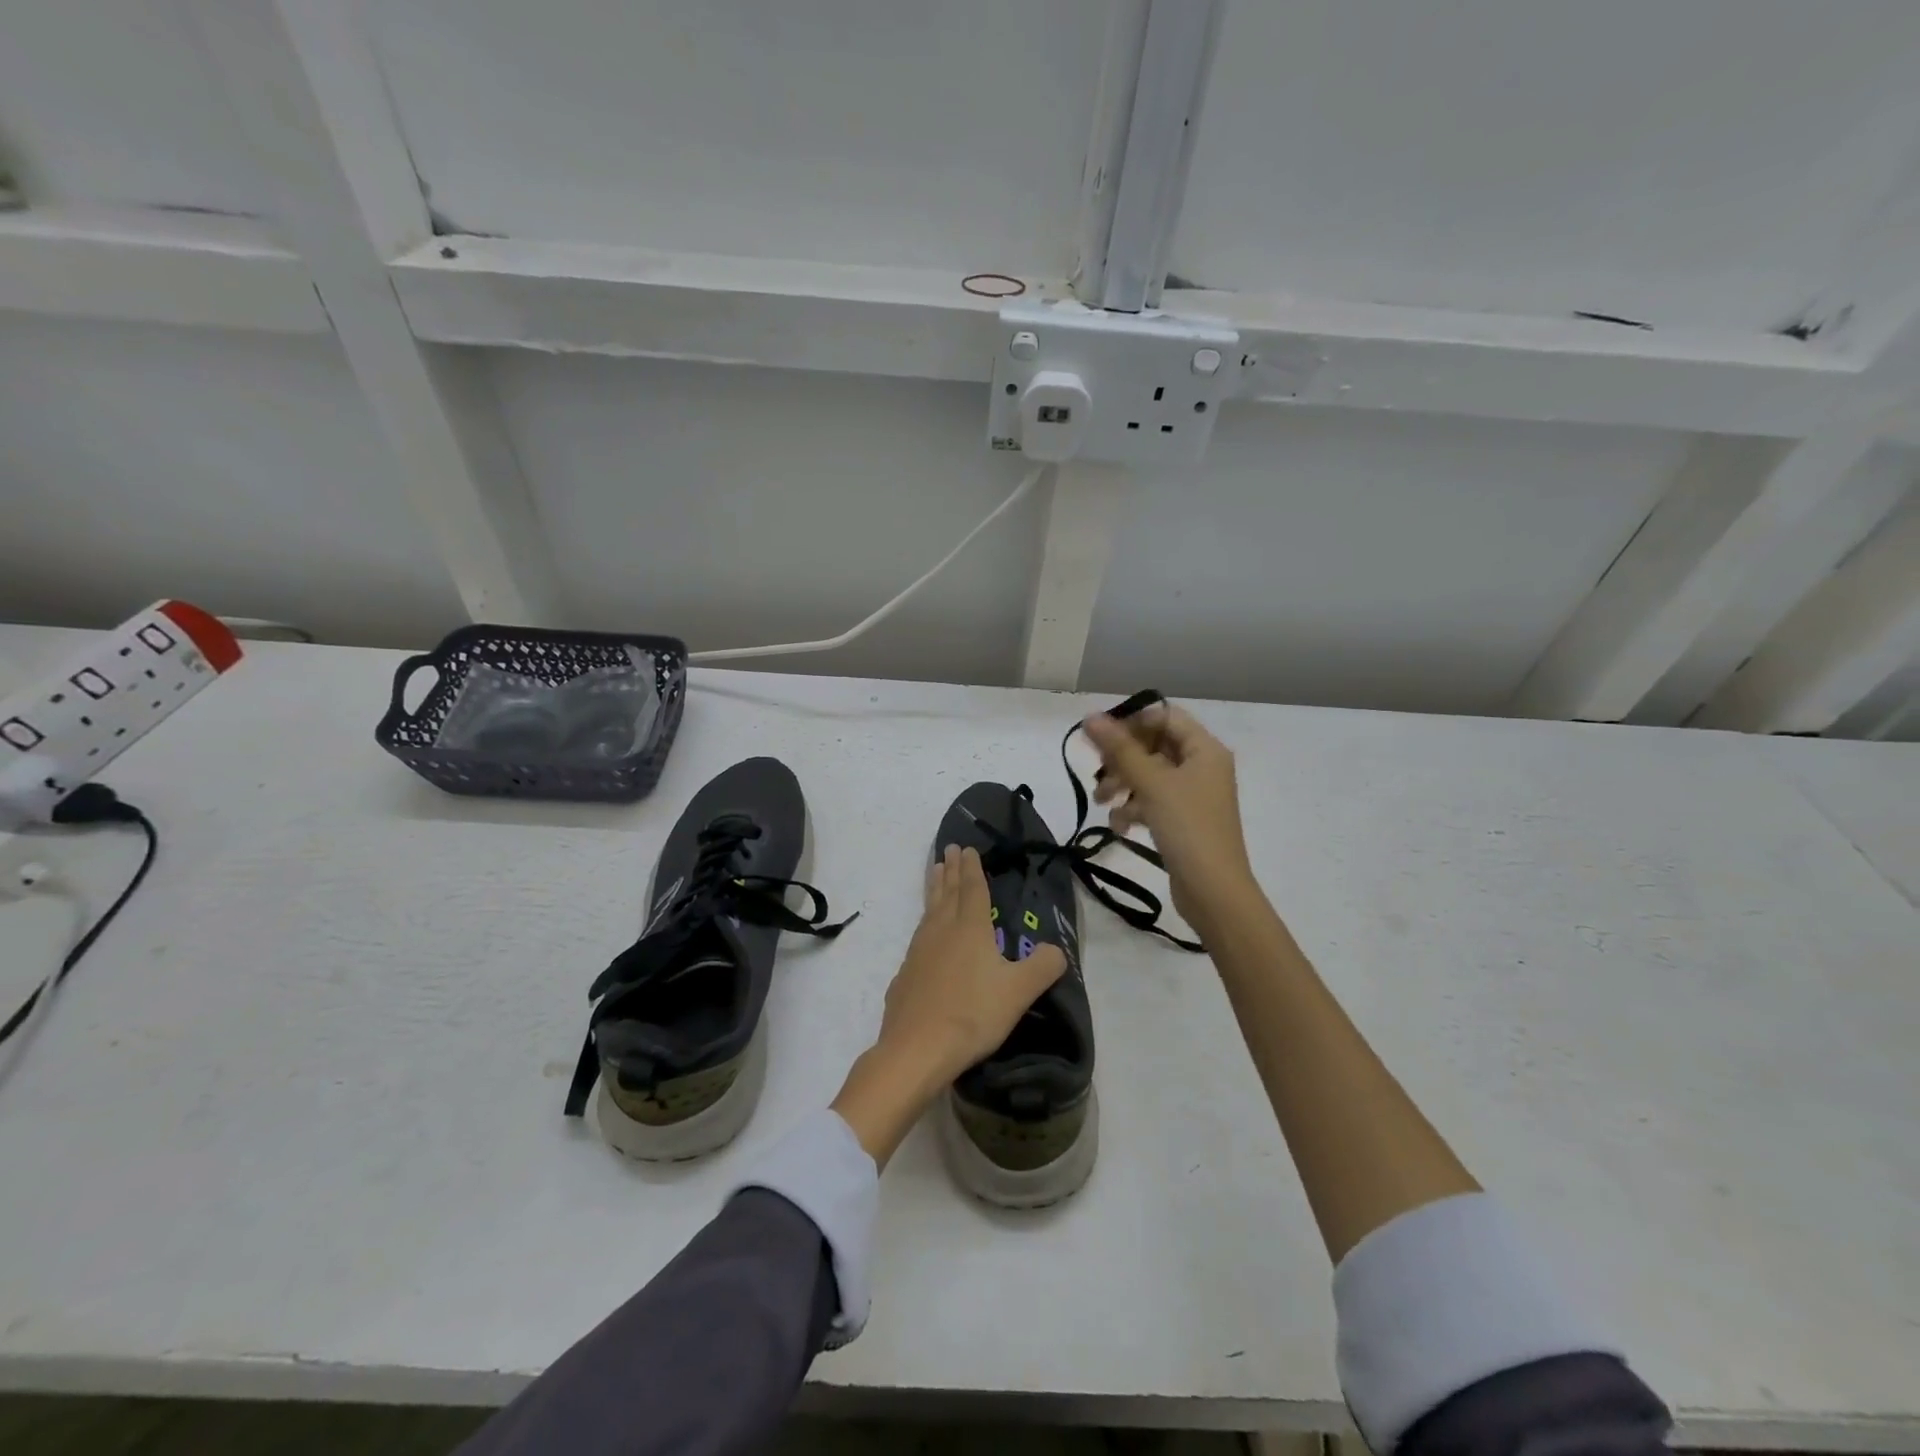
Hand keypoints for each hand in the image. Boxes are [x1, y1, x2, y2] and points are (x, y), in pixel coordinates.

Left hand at [831, 846, 1066, 1165]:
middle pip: (946, 893)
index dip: (972, 868)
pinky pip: (917, 939)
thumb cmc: (972, 1014)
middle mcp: (941, 932)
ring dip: (933, 890)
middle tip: (948, 849)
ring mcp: (918, 952)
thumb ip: (1043, 966)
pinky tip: (923, 936)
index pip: (972, 889)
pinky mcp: (905, 975)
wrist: (916, 1049)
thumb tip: (1057, 950)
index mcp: (970, 929)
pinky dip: (923, 925)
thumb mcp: (1019, 991)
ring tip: (933, 874)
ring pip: (928, 911)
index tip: (967, 848)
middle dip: (950, 870)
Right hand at [1083, 702, 1257, 930]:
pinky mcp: (1183, 820)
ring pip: (1149, 776)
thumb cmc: (1187, 827)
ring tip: (1102, 802)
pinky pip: (1153, 802)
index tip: (1100, 739)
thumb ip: (1119, 748)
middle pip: (1154, 746)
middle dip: (1122, 759)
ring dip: (1123, 785)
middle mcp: (1202, 766)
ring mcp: (1193, 795)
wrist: (1213, 891)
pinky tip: (1120, 827)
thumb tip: (1090, 717)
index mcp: (1204, 749)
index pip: (1164, 716)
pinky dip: (1134, 809)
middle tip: (1097, 773)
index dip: (1131, 723)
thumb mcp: (1151, 783)